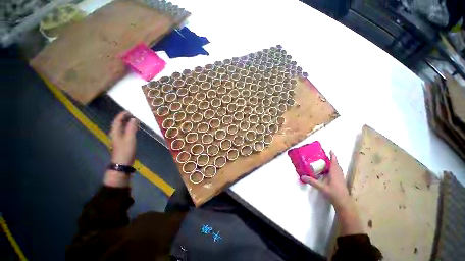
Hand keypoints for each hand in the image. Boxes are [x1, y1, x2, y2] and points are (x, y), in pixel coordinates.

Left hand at [109, 111, 137, 165]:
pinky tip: (133, 129)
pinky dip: (128, 128)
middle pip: (118, 124)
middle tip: (132, 114)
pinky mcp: (121, 142)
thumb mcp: (130, 138)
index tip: (129, 111)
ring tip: (134, 120)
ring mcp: (118, 139)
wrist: (122, 163)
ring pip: (121, 128)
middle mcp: (115, 134)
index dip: (122, 115)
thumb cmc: (126, 150)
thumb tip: (133, 119)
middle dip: (124, 118)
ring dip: (126, 123)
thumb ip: (131, 128)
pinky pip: (124, 132)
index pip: (117, 121)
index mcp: (116, 132)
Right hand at [301, 151, 362, 234]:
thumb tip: (302, 177)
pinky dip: (333, 170)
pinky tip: (329, 173)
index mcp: (335, 173)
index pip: (334, 162)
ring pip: (337, 169)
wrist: (344, 203)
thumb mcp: (322, 187)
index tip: (331, 150)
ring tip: (326, 163)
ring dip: (333, 165)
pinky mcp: (341, 182)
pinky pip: (337, 173)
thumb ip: (312, 182)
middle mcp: (338, 174)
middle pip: (336, 165)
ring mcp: (341, 178)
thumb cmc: (334, 193)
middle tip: (325, 157)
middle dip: (332, 160)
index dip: (333, 156)